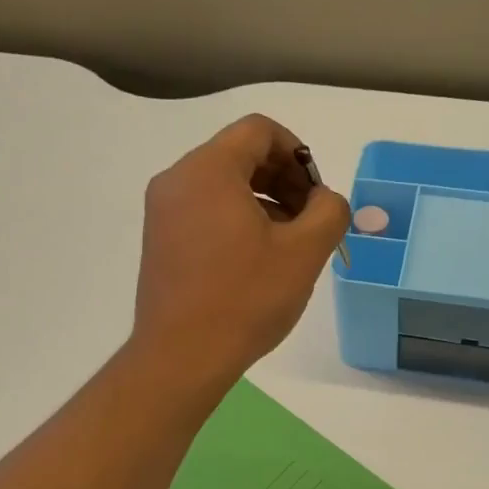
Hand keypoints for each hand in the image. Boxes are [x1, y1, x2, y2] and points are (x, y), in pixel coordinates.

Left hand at [133, 114, 350, 388]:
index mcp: (208, 170)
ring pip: (222, 184)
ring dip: (263, 201)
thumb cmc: (245, 300)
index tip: (316, 193)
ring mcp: (162, 211)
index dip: (298, 152)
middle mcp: (177, 180)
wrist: (181, 357)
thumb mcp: (304, 253)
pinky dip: (236, 219)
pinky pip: (204, 209)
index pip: (259, 131)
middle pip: (239, 155)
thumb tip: (326, 200)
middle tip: (310, 220)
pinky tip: (257, 258)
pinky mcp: (159, 240)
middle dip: (283, 179)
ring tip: (289, 243)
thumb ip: (329, 211)